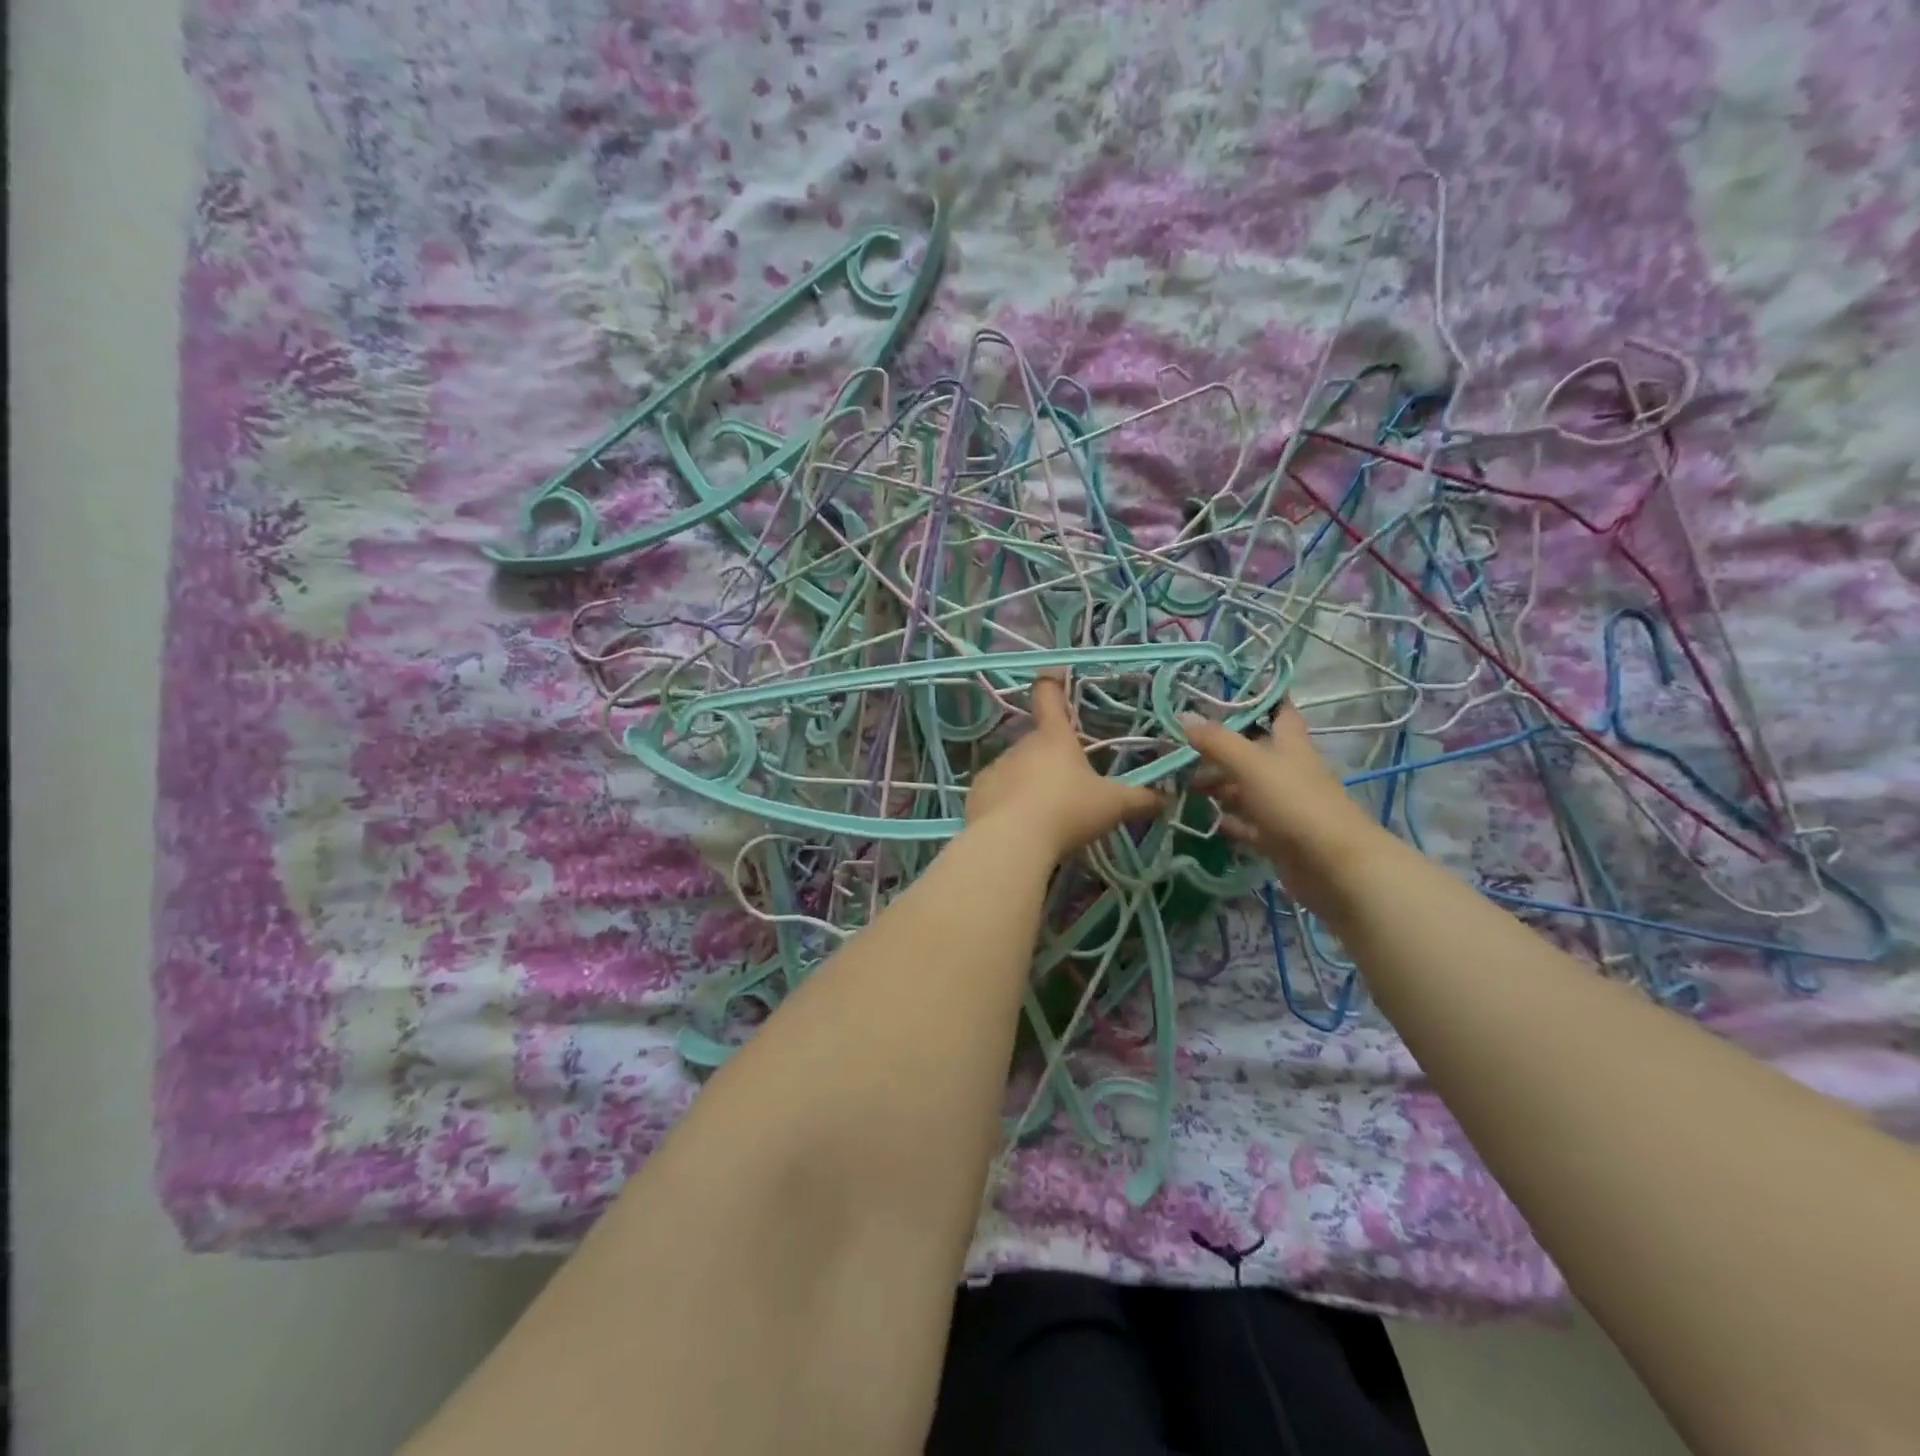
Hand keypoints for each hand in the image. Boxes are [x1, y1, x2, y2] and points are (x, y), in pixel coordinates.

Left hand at [966, 675, 1163, 861]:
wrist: (1011, 842)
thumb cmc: (1067, 812)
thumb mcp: (1112, 806)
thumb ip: (1139, 800)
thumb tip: (1166, 799)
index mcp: (1054, 737)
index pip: (1049, 695)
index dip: (1053, 683)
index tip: (1055, 675)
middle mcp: (1021, 745)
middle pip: (1038, 742)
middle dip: (1052, 760)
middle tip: (1071, 787)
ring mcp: (996, 768)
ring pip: (1017, 769)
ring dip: (1030, 783)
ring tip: (1046, 814)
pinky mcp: (977, 793)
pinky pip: (997, 793)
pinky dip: (1008, 804)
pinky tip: (1020, 826)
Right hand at [1182, 703, 1394, 917]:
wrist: (1334, 866)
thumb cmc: (1295, 803)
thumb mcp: (1250, 765)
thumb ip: (1217, 741)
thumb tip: (1183, 714)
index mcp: (1289, 743)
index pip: (1277, 709)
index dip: (1256, 698)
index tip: (1223, 691)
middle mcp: (1287, 769)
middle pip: (1252, 751)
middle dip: (1219, 749)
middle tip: (1182, 749)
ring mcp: (1284, 804)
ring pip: (1246, 788)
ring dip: (1220, 785)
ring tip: (1185, 785)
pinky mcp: (1278, 836)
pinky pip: (1248, 823)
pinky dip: (1229, 819)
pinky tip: (1208, 819)